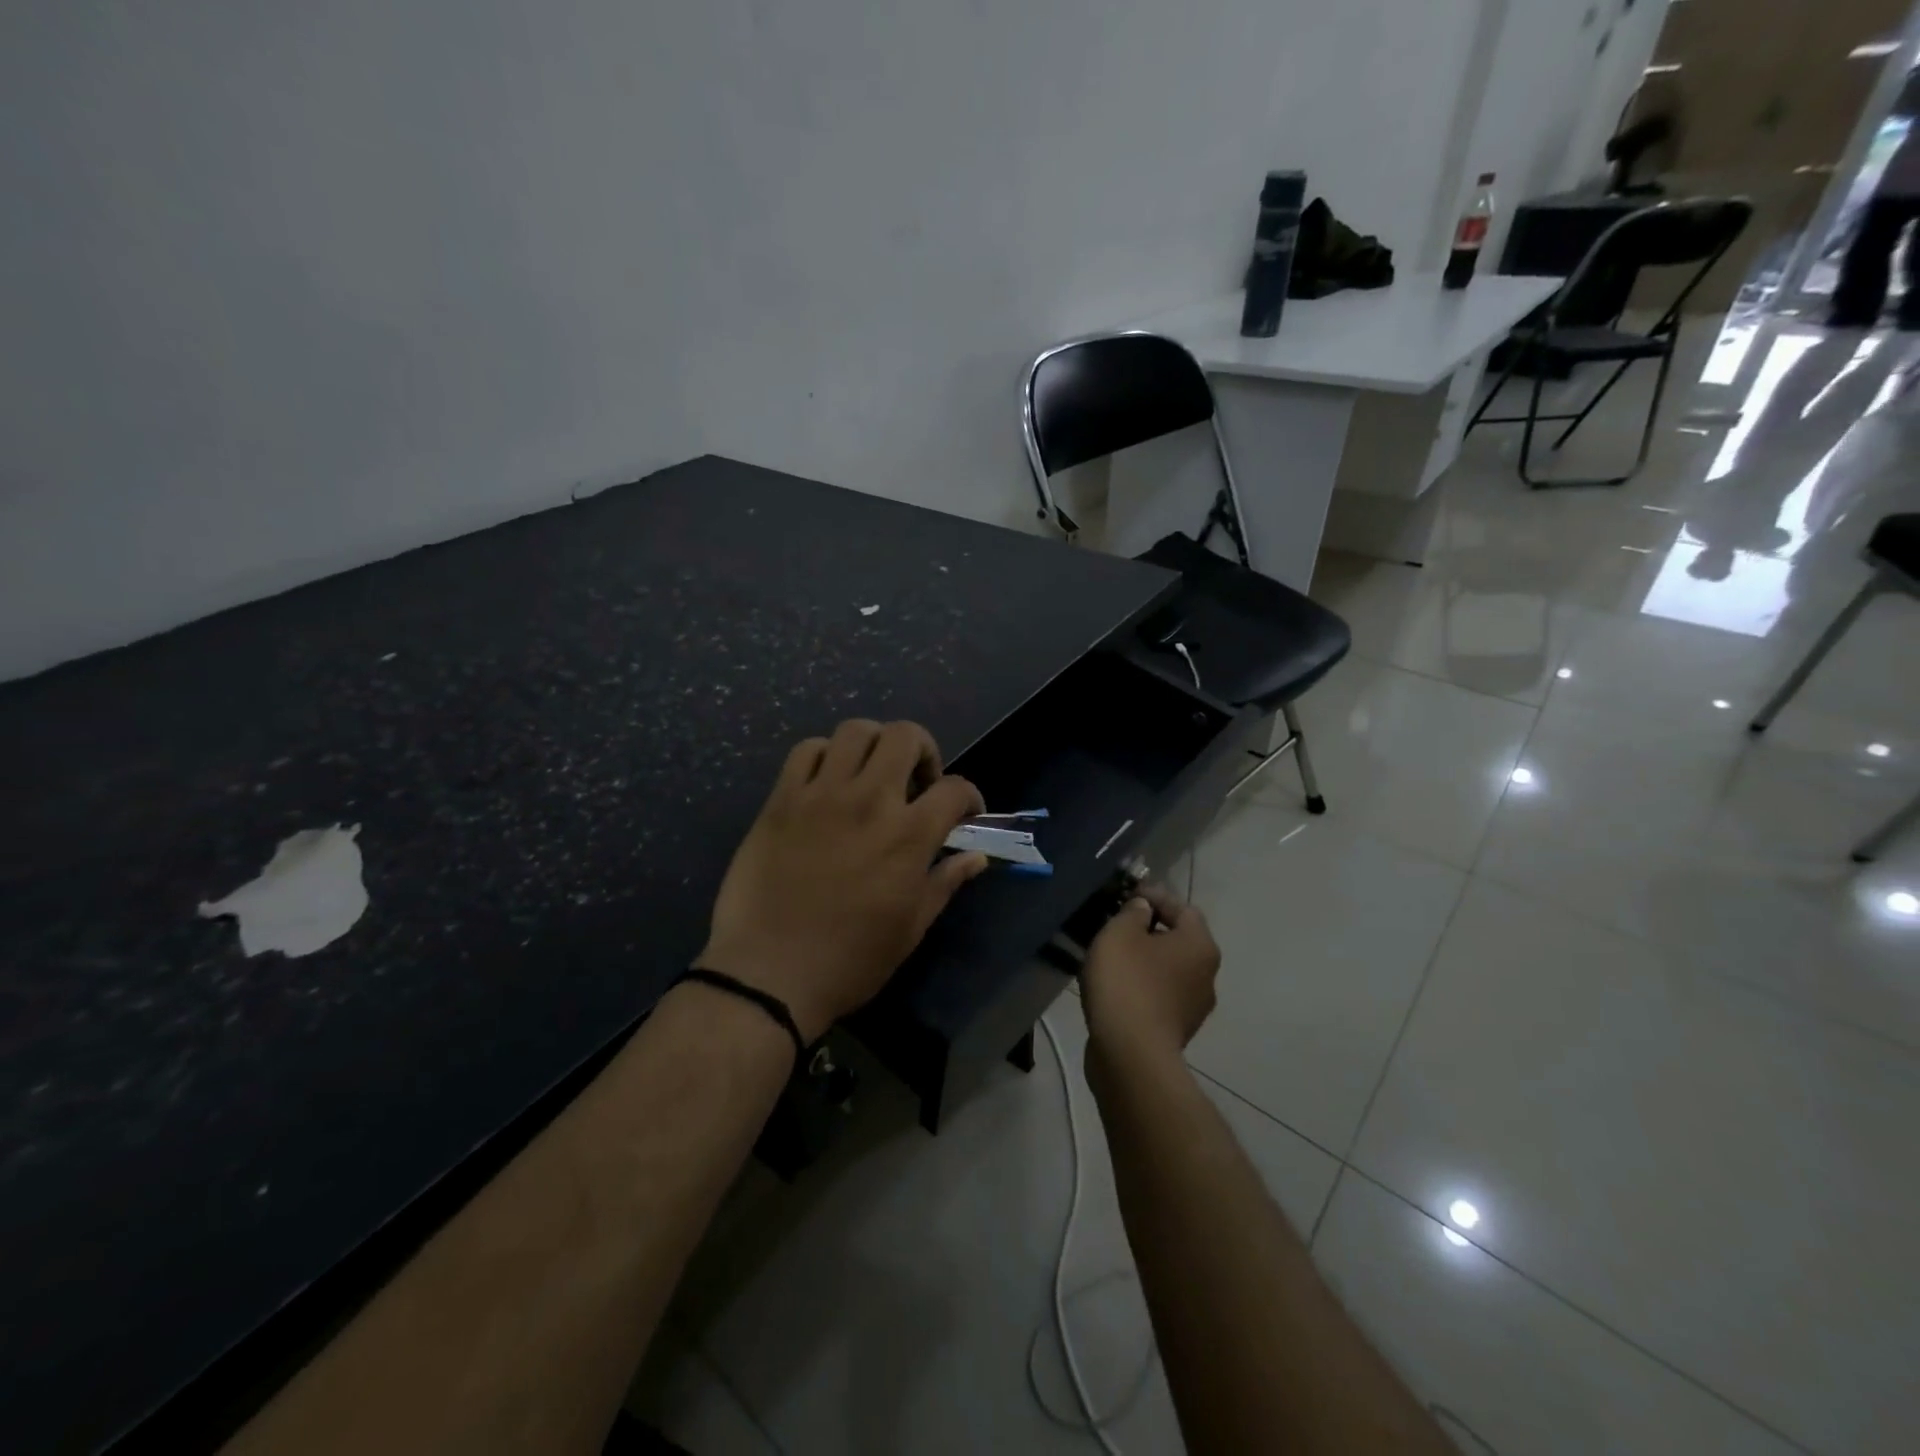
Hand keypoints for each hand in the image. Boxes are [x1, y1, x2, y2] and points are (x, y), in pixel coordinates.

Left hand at [697, 720, 987, 1042]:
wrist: (768, 973)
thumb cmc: (850, 960)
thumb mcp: (911, 928)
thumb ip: (945, 882)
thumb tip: (976, 857)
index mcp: (908, 836)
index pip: (955, 788)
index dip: (969, 796)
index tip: (964, 813)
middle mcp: (868, 801)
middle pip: (905, 735)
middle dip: (923, 750)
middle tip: (916, 781)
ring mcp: (821, 795)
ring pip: (855, 730)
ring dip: (874, 745)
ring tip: (871, 774)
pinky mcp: (781, 799)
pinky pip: (806, 750)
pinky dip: (825, 756)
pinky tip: (828, 782)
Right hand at [1080, 883, 1220, 1065]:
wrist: (1130, 1054)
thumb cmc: (1127, 982)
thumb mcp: (1120, 933)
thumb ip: (1132, 913)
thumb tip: (1143, 909)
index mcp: (1200, 945)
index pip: (1183, 907)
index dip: (1155, 896)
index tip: (1126, 894)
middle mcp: (1207, 974)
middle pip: (1179, 939)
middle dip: (1150, 929)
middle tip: (1117, 925)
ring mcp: (1195, 1007)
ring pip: (1169, 969)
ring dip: (1145, 959)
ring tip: (1113, 956)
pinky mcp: (1177, 1031)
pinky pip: (1160, 995)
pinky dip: (1142, 986)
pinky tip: (1117, 987)